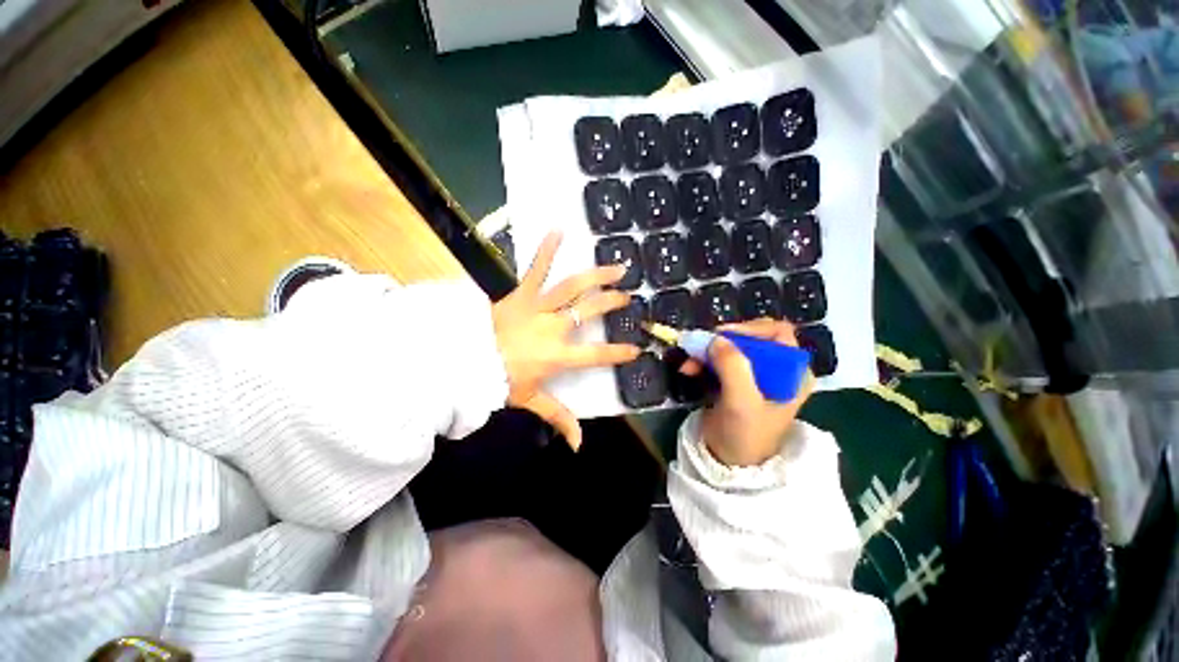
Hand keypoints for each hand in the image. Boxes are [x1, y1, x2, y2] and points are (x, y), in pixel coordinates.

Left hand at [492, 231, 639, 449]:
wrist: (464, 360)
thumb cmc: (499, 381)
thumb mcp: (530, 400)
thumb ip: (558, 418)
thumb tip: (579, 446)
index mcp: (559, 356)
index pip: (596, 355)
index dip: (618, 352)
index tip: (635, 348)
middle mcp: (555, 328)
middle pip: (590, 312)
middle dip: (612, 303)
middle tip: (627, 297)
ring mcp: (539, 307)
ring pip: (574, 287)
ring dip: (598, 276)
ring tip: (617, 266)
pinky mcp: (521, 293)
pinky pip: (536, 269)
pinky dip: (547, 249)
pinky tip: (558, 229)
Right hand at [690, 319, 815, 466]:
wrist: (729, 463)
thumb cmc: (745, 435)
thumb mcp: (742, 402)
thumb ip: (733, 368)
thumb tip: (717, 339)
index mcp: (792, 373)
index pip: (778, 333)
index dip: (750, 329)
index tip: (723, 336)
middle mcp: (777, 369)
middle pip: (750, 337)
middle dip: (721, 342)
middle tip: (699, 347)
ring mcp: (754, 374)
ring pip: (730, 347)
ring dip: (707, 351)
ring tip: (688, 363)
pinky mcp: (735, 380)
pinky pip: (718, 360)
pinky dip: (702, 361)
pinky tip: (688, 370)